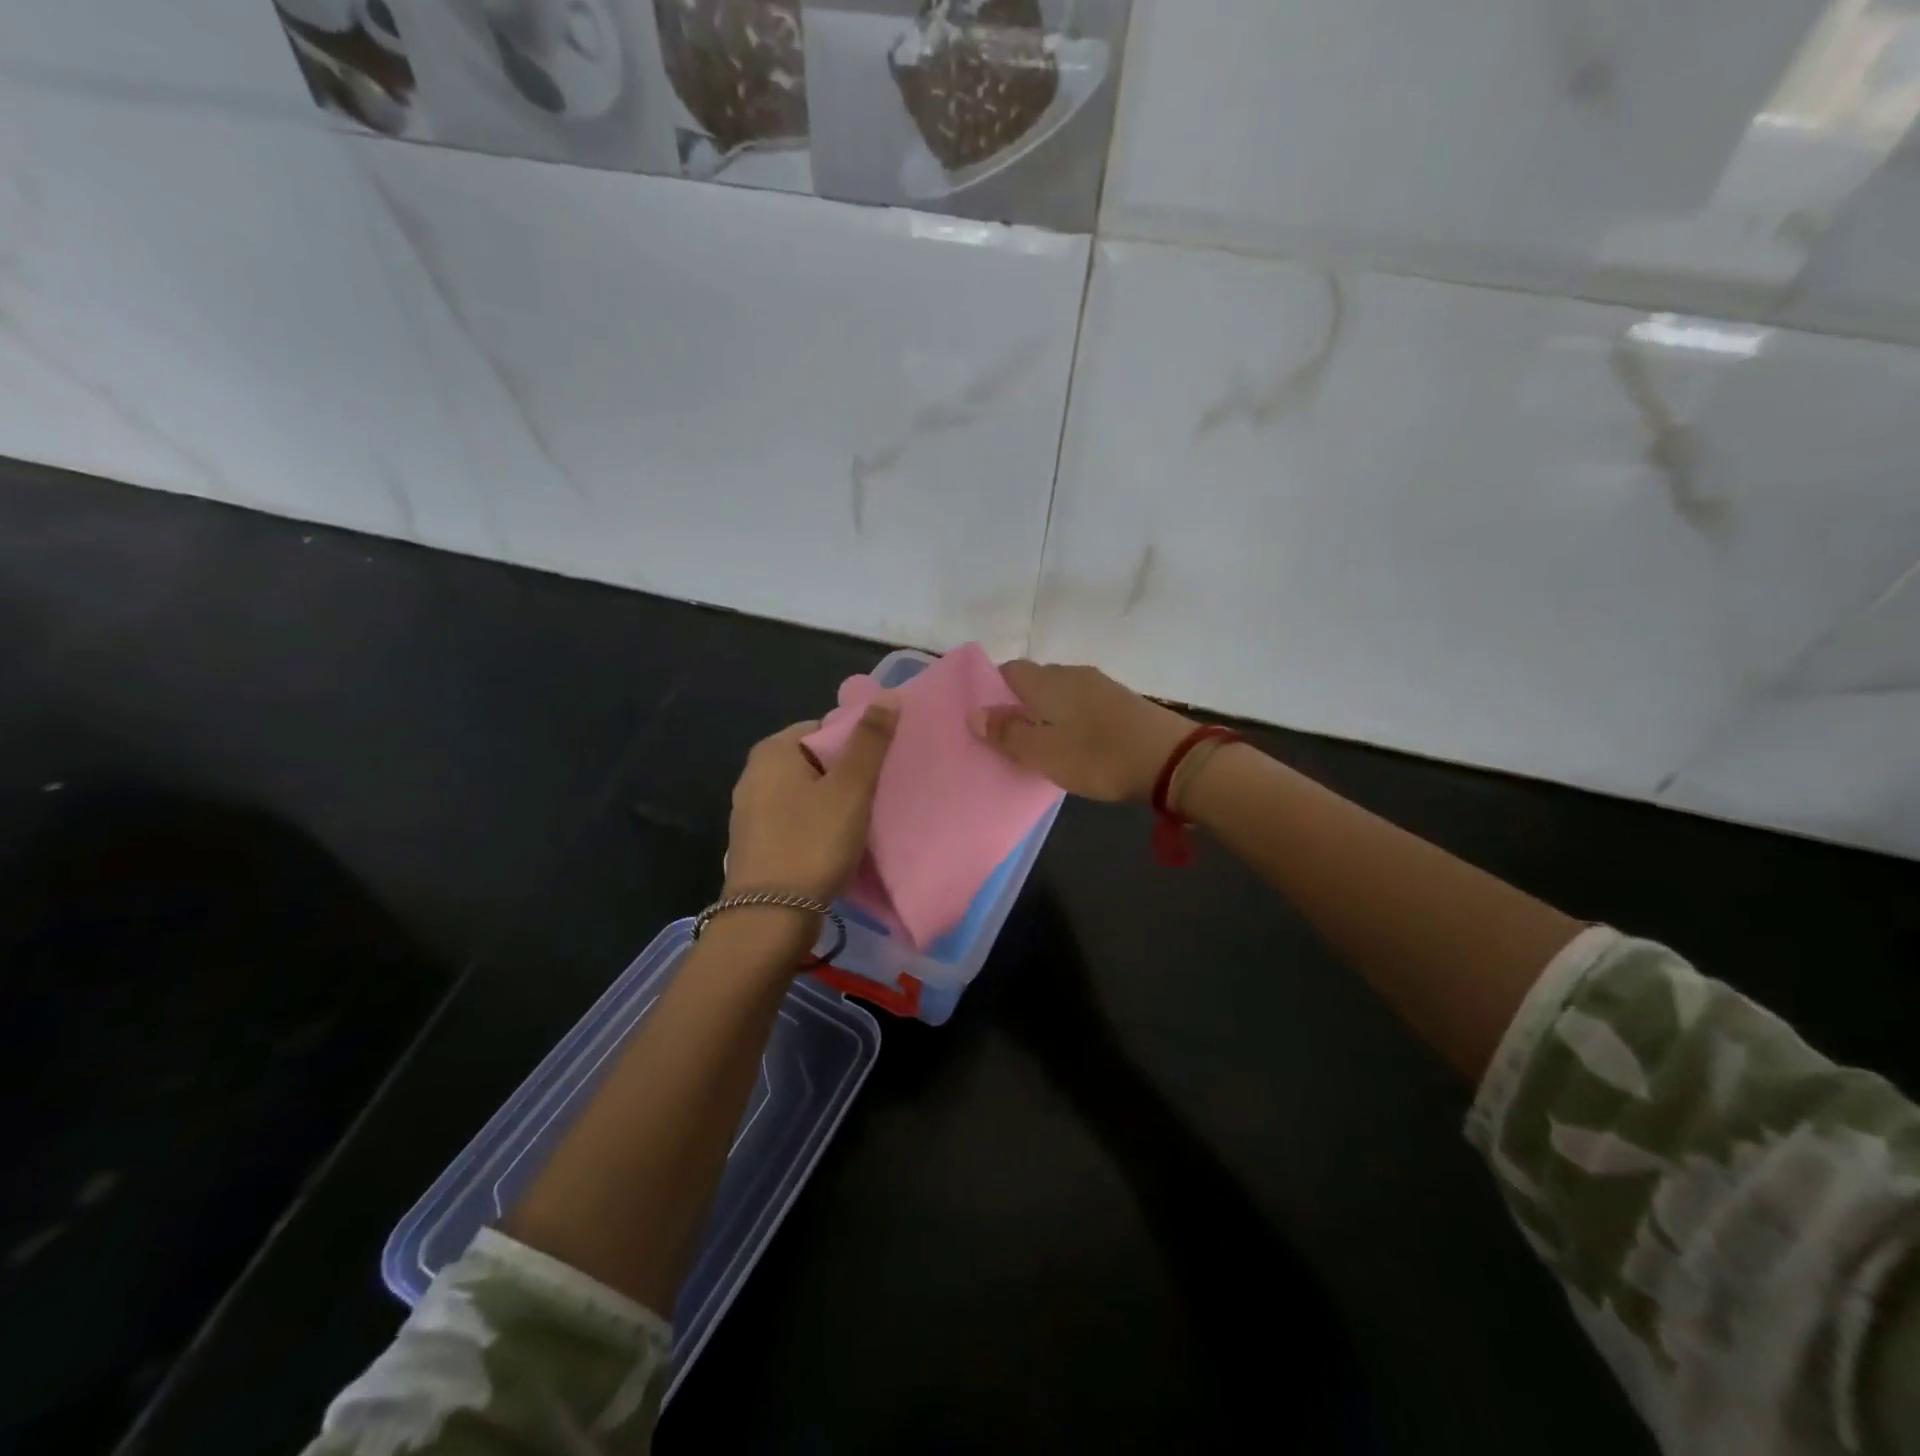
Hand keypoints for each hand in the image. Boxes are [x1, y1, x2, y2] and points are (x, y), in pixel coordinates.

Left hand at [724, 701, 898, 901]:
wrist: (769, 918)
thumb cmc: (812, 843)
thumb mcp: (850, 789)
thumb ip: (870, 741)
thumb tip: (889, 695)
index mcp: (771, 751)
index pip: (822, 728)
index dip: (855, 743)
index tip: (880, 768)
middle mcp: (753, 775)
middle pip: (814, 760)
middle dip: (845, 775)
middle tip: (877, 794)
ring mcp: (749, 812)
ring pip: (805, 794)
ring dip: (832, 803)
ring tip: (863, 821)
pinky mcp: (755, 844)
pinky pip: (795, 821)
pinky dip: (816, 827)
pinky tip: (836, 846)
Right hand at [971, 661, 1193, 802]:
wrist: (1171, 760)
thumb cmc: (1098, 756)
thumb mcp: (1044, 752)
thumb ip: (1008, 733)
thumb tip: (974, 712)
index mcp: (1048, 682)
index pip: (1009, 670)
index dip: (992, 690)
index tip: (985, 719)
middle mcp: (1072, 675)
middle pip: (1034, 681)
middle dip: (1017, 704)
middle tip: (1008, 738)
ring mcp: (1100, 686)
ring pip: (1059, 693)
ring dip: (1045, 713)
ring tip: (1039, 744)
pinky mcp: (1121, 702)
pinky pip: (1081, 704)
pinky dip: (1069, 719)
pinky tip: (1073, 743)